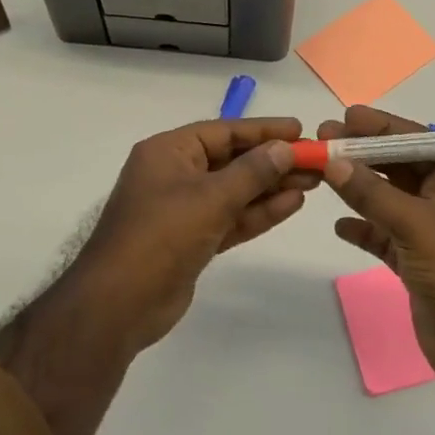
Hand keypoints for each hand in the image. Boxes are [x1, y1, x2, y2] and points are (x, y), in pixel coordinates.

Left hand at [68, 117, 313, 353]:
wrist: (119, 305)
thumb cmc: (161, 236)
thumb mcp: (211, 198)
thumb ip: (252, 172)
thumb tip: (285, 149)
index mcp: (169, 152)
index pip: (224, 131)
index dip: (263, 130)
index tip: (300, 130)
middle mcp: (175, 174)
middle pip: (232, 160)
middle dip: (273, 161)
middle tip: (316, 161)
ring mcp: (183, 209)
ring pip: (235, 191)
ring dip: (271, 187)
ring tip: (313, 182)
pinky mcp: (192, 240)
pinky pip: (230, 217)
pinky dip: (258, 212)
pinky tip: (291, 205)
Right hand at [321, 106, 434, 434]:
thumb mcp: (417, 225)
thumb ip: (372, 193)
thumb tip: (333, 160)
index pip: (415, 141)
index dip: (379, 127)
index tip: (343, 117)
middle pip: (397, 167)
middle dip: (362, 154)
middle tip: (322, 141)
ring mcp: (428, 233)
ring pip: (386, 200)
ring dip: (357, 187)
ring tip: (321, 172)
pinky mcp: (415, 263)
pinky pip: (383, 235)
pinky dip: (362, 228)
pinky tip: (339, 225)